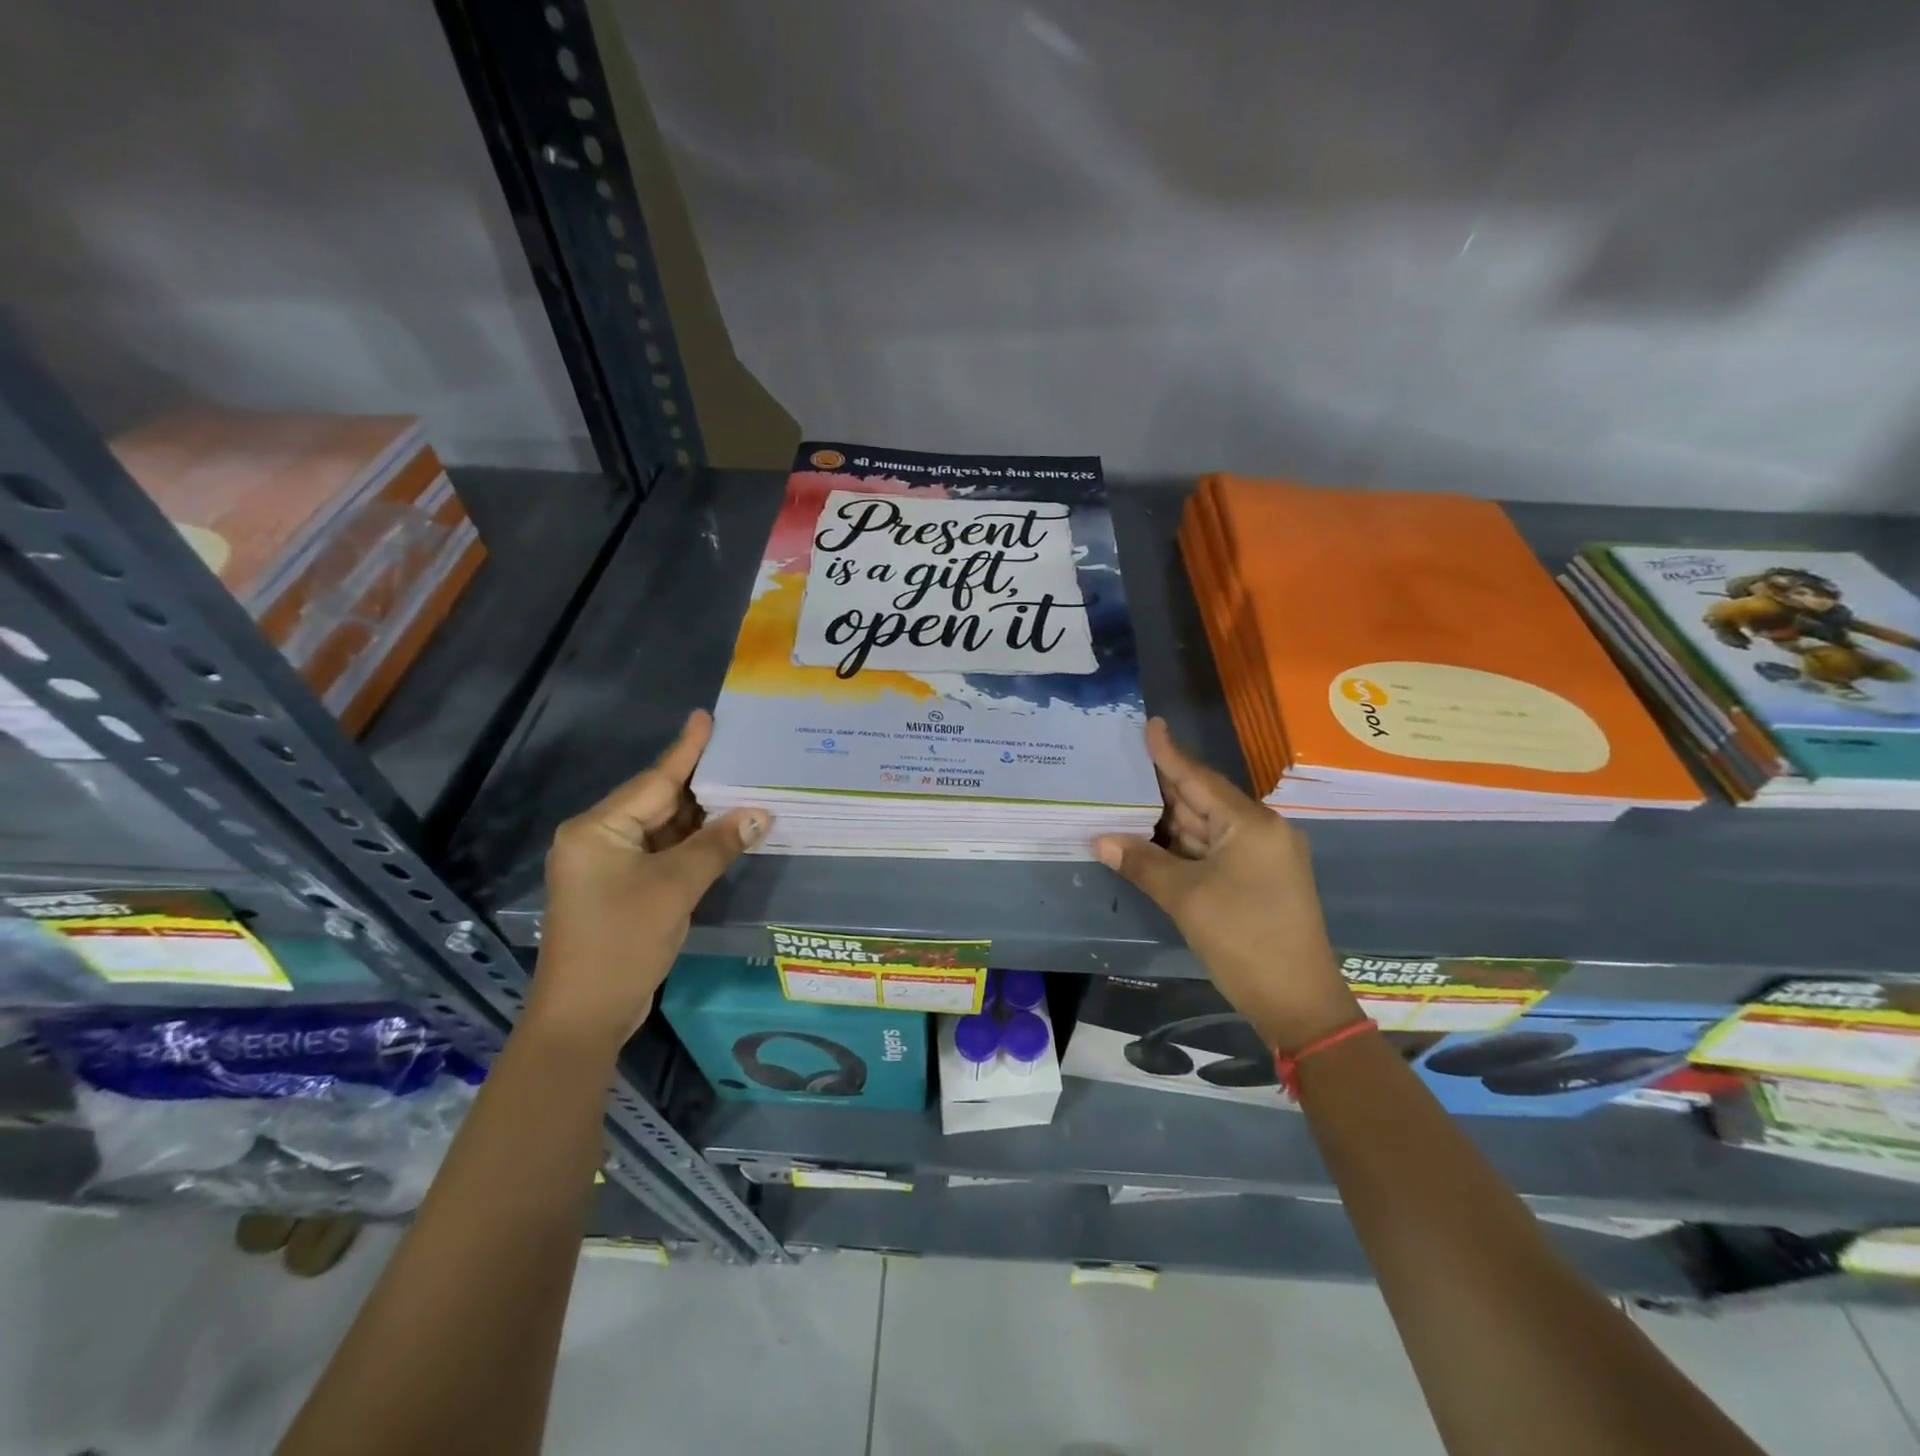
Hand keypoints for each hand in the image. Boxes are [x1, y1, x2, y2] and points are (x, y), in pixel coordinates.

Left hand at [530, 711, 768, 1050]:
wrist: (584, 1016)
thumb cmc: (622, 942)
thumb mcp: (675, 888)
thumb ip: (718, 844)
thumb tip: (760, 812)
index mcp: (598, 828)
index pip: (655, 780)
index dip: (687, 750)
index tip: (707, 717)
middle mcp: (598, 838)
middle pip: (658, 802)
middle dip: (702, 785)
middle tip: (744, 757)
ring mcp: (608, 865)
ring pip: (662, 829)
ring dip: (701, 818)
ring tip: (745, 790)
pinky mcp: (621, 888)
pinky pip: (661, 853)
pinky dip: (691, 845)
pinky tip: (724, 833)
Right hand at [1094, 719, 1359, 1051]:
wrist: (1297, 1002)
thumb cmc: (1244, 940)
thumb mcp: (1186, 899)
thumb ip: (1143, 863)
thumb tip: (1101, 840)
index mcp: (1250, 824)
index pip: (1199, 779)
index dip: (1168, 753)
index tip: (1149, 724)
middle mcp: (1259, 831)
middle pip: (1201, 800)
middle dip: (1160, 787)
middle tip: (1120, 764)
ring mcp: (1260, 857)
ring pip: (1204, 828)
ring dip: (1167, 820)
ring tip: (1124, 798)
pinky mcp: (1255, 880)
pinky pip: (1211, 850)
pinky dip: (1180, 846)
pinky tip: (1148, 838)